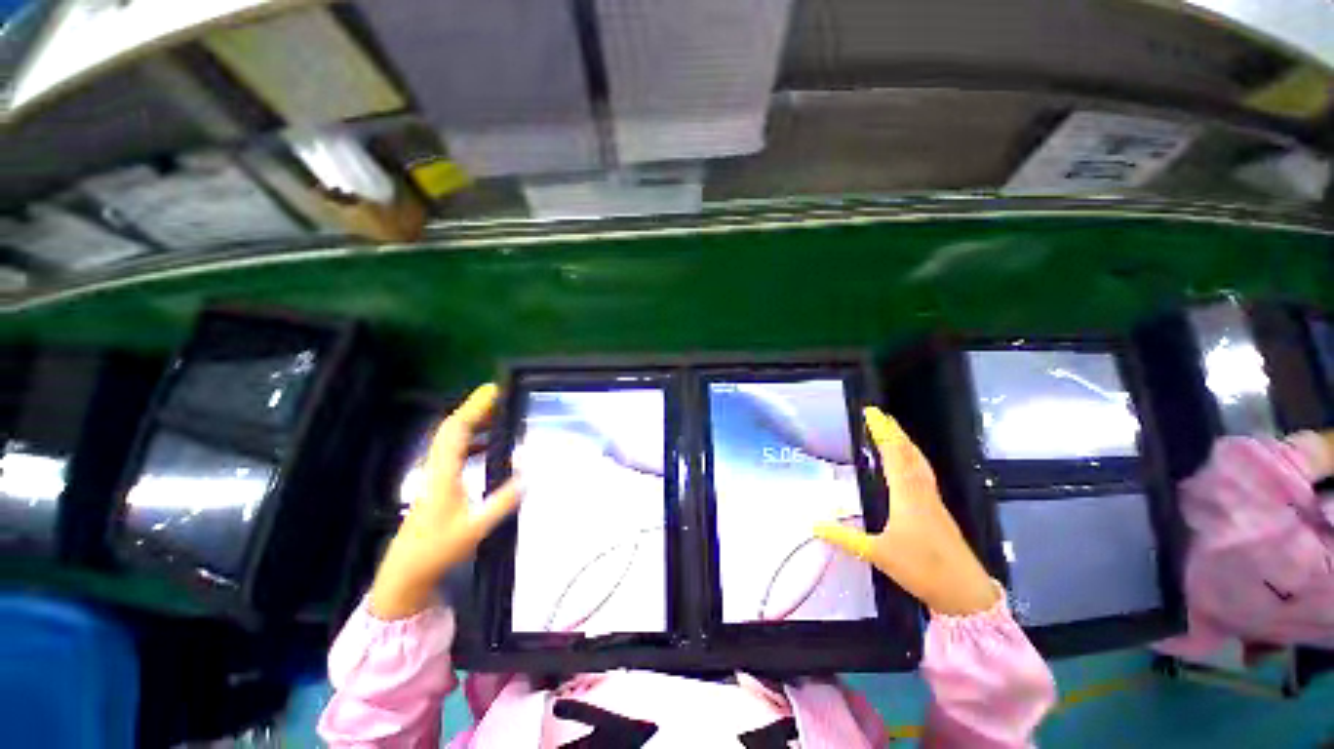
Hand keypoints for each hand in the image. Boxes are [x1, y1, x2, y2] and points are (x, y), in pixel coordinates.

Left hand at [369, 384, 520, 619]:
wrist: (406, 572)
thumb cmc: (438, 549)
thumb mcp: (476, 527)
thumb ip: (503, 501)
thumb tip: (529, 475)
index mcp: (444, 473)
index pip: (457, 430)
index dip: (474, 407)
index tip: (494, 390)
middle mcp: (437, 468)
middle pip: (452, 428)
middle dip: (475, 408)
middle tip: (500, 398)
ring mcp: (434, 475)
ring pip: (451, 439)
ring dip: (473, 422)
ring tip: (497, 415)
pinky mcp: (437, 484)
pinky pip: (454, 452)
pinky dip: (470, 440)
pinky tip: (486, 445)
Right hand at [815, 407, 998, 615]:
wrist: (965, 593)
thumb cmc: (921, 568)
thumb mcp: (877, 553)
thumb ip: (845, 537)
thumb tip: (814, 524)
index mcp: (907, 494)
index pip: (893, 454)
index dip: (882, 432)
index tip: (871, 413)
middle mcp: (922, 491)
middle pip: (909, 453)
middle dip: (894, 431)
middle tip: (880, 415)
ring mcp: (933, 500)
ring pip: (919, 462)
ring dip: (905, 443)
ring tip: (893, 432)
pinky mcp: (937, 510)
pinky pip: (923, 473)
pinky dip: (913, 459)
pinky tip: (909, 464)